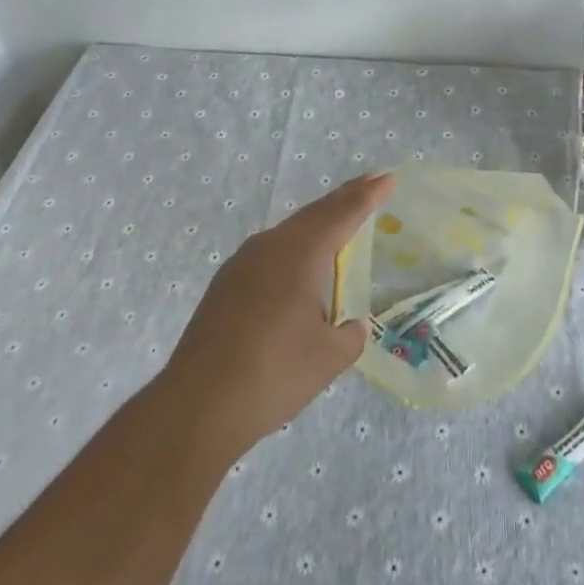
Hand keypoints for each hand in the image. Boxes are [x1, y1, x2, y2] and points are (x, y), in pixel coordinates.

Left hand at [162, 171, 391, 461]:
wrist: (196, 406)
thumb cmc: (271, 375)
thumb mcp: (327, 359)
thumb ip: (349, 336)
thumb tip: (350, 326)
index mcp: (300, 254)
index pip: (342, 214)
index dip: (367, 196)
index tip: (388, 178)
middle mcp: (270, 247)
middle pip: (314, 214)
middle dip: (344, 199)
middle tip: (370, 185)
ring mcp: (242, 264)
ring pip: (289, 232)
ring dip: (317, 222)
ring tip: (339, 220)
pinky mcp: (225, 286)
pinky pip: (270, 252)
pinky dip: (294, 247)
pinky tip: (298, 266)